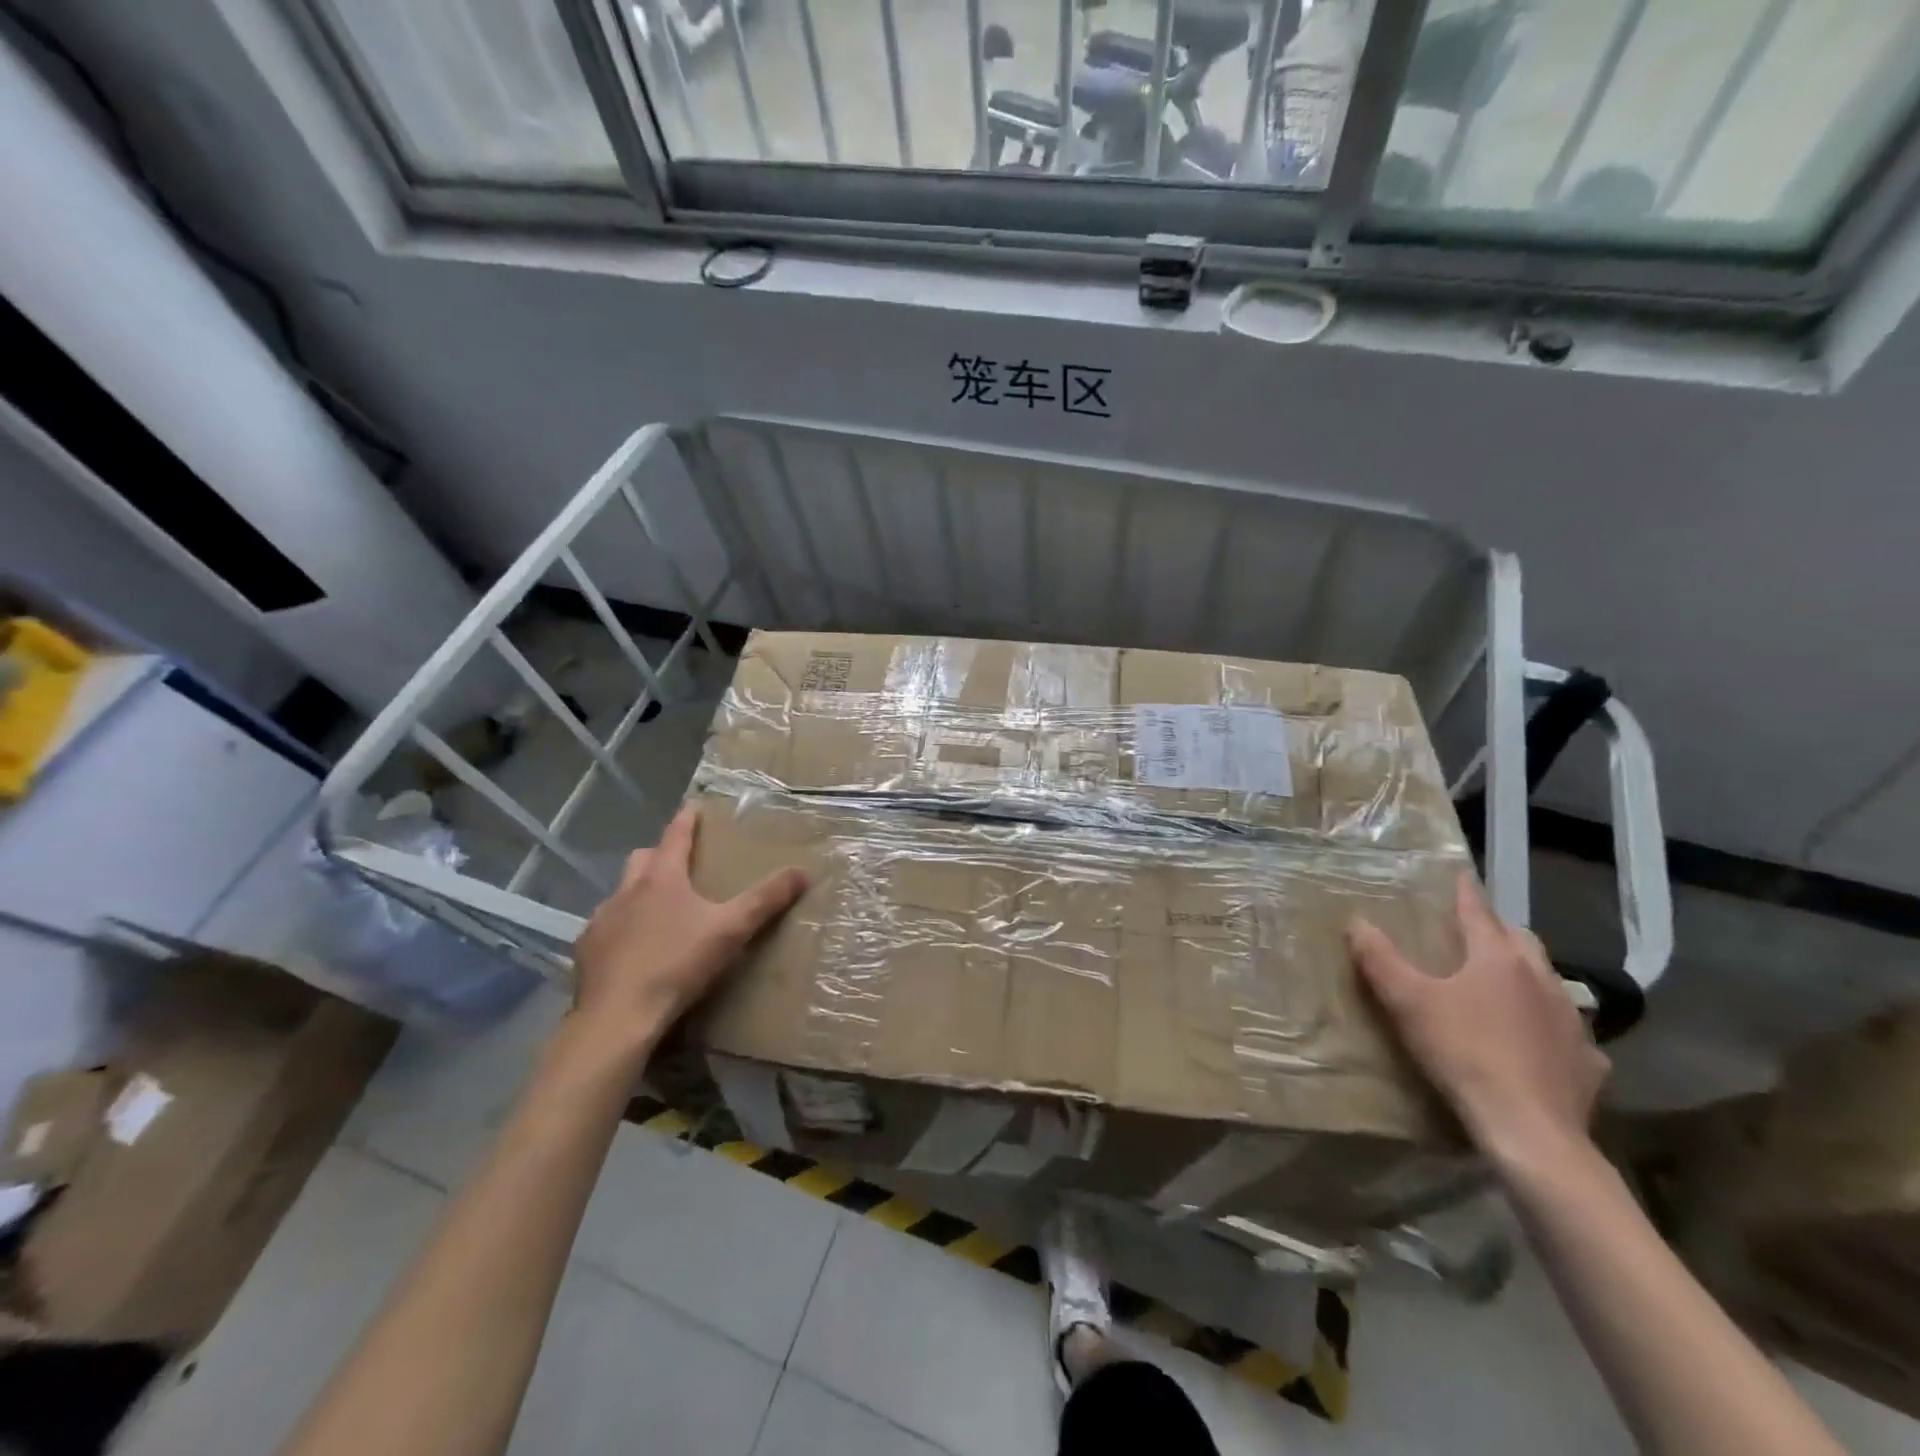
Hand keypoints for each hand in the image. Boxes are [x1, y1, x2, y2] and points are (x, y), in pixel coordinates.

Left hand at [570, 806, 805, 1055]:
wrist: (618, 1017)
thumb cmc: (677, 964)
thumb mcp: (731, 930)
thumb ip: (765, 900)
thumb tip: (802, 871)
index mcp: (661, 879)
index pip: (675, 835)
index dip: (687, 820)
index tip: (694, 806)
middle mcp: (626, 891)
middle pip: (642, 859)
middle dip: (660, 854)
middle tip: (680, 864)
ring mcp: (601, 920)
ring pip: (621, 893)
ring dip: (639, 894)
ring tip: (659, 912)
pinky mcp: (586, 950)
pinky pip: (606, 928)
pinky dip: (622, 929)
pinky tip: (634, 950)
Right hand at [1348, 873, 1609, 1178]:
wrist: (1529, 1129)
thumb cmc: (1463, 1052)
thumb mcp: (1408, 1002)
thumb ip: (1380, 959)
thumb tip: (1356, 921)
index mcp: (1498, 958)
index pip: (1478, 913)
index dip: (1465, 893)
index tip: (1460, 875)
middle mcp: (1542, 979)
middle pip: (1521, 940)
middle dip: (1498, 930)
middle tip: (1475, 931)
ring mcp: (1572, 1020)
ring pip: (1549, 981)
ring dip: (1527, 974)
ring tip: (1505, 982)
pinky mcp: (1588, 1061)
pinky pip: (1568, 1030)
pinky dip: (1550, 1025)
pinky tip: (1539, 1042)